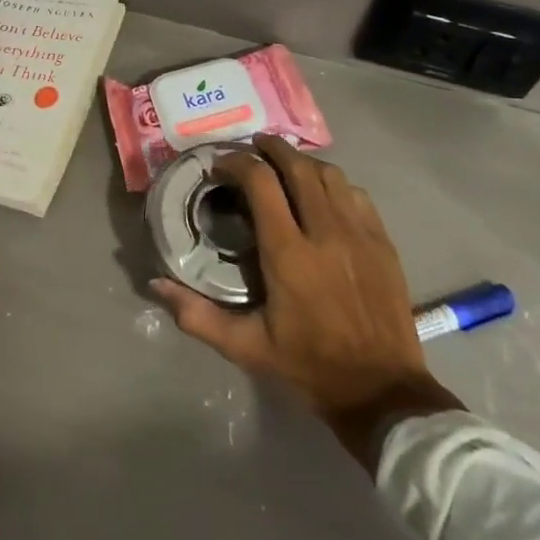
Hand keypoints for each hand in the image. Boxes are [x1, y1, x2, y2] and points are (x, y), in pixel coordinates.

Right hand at [151, 135, 462, 470]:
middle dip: (270, 148)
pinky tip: (322, 193)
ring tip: (284, 165)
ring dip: (302, 162)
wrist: (382, 392)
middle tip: (251, 147)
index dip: (237, 163)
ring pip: (329, 173)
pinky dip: (334, 183)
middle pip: (297, 166)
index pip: (260, 182)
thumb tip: (156, 283)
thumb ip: (197, 315)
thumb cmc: (308, 365)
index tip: (221, 165)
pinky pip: (356, 193)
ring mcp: (359, 233)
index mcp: (288, 254)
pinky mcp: (382, 241)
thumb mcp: (246, 347)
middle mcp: (325, 232)